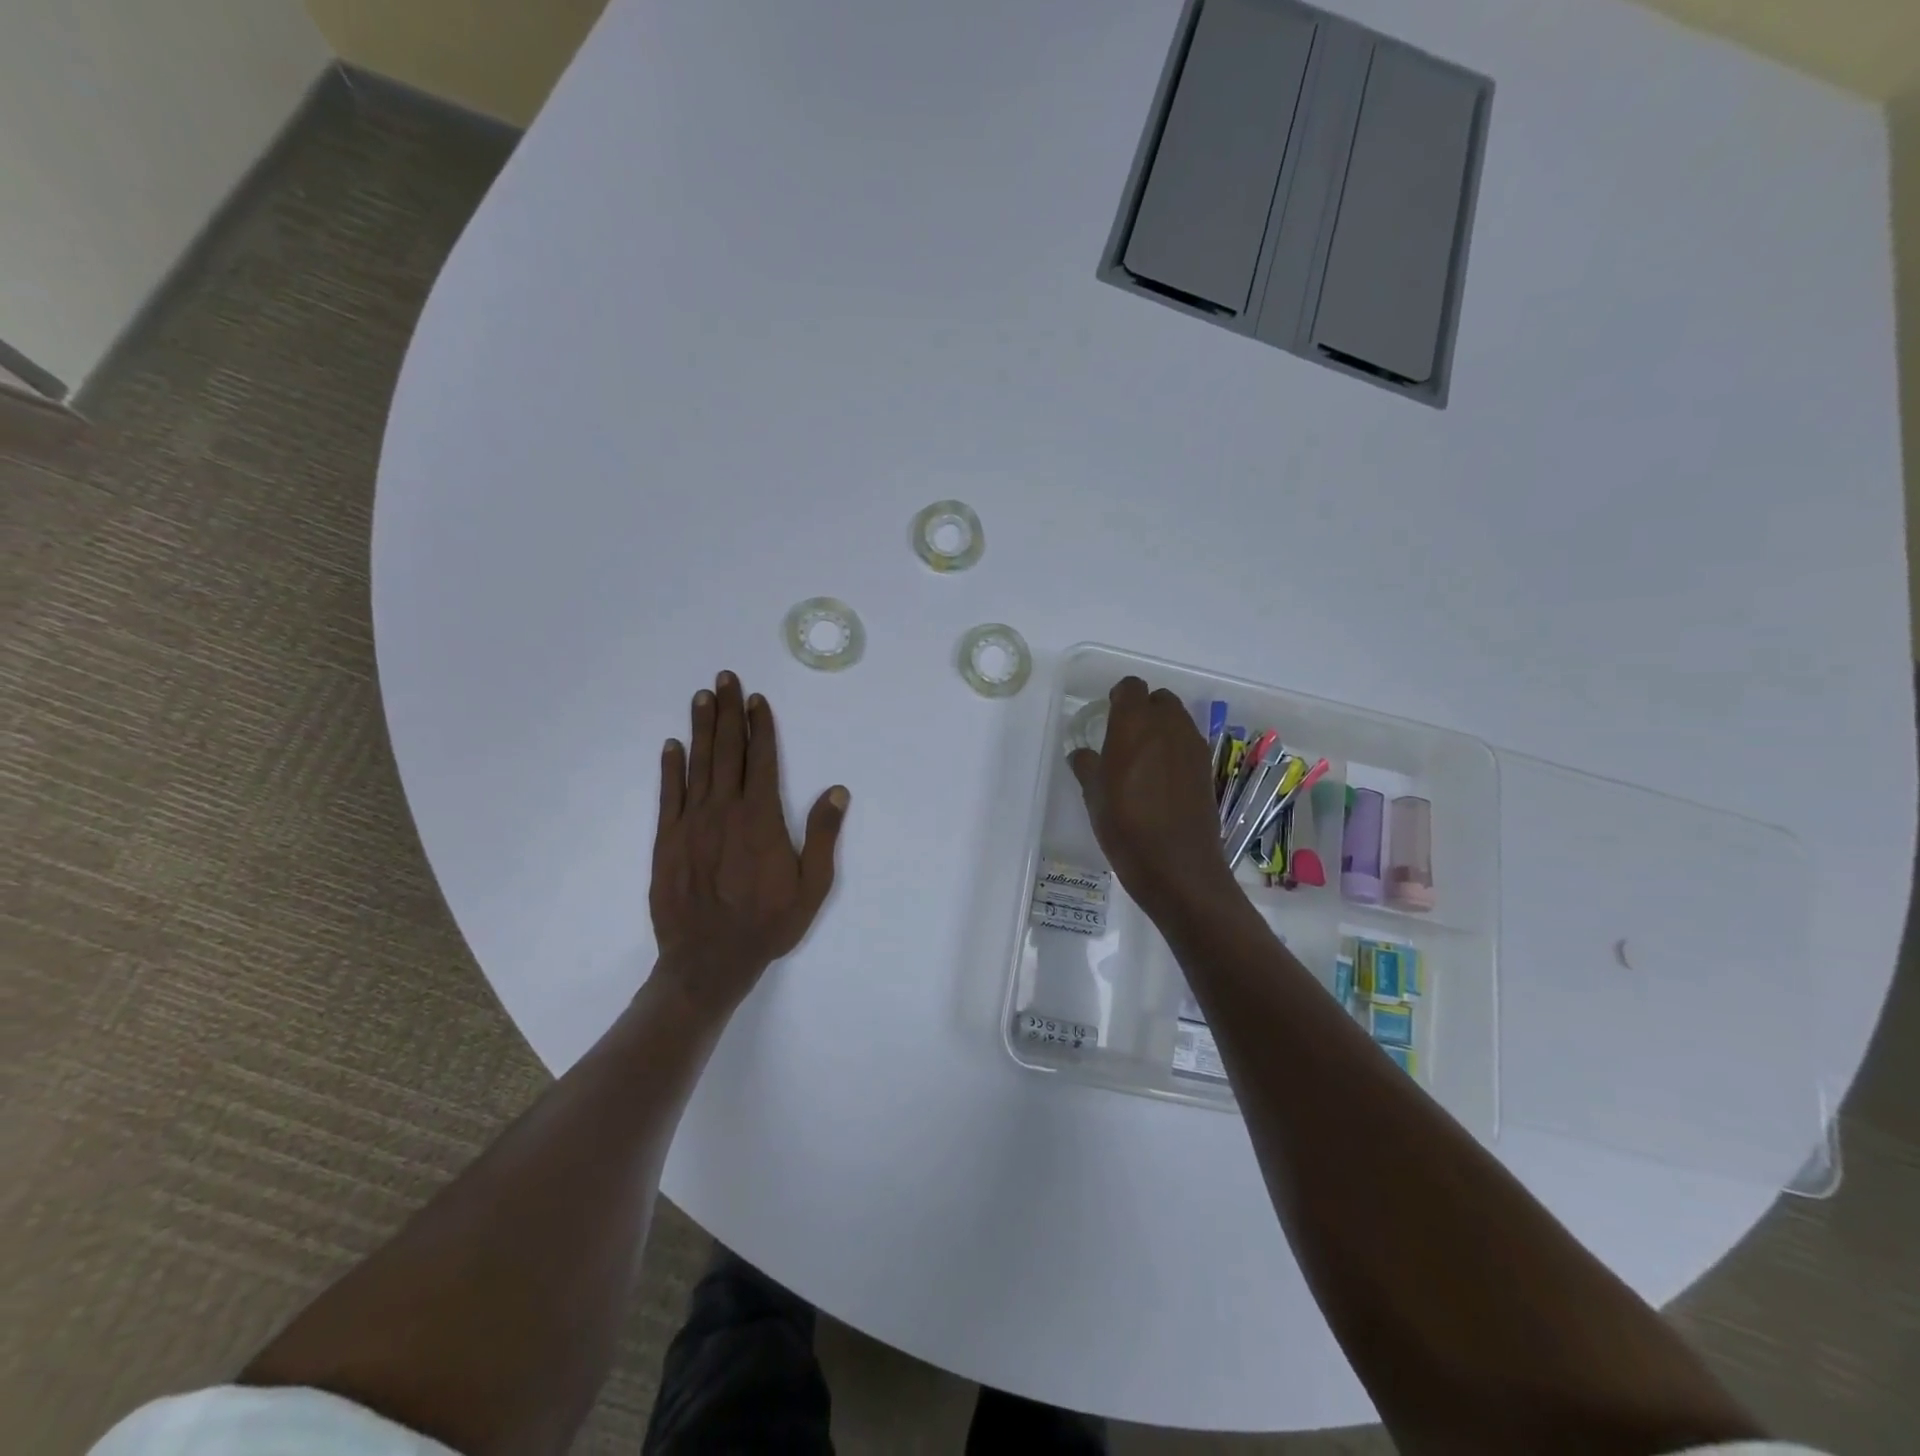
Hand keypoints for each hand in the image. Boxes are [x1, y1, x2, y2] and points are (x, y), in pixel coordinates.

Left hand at [649, 671, 848, 1017]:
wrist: (708, 961)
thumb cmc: (768, 924)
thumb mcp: (811, 886)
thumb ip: (822, 836)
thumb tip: (837, 791)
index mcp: (761, 819)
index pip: (762, 760)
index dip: (760, 727)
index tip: (757, 699)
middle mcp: (724, 811)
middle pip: (727, 751)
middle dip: (728, 712)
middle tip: (725, 678)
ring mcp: (691, 824)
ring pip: (698, 765)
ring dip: (701, 729)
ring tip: (702, 697)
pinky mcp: (667, 841)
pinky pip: (669, 795)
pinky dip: (670, 768)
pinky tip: (672, 745)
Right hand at [1068, 677, 1233, 915]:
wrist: (1177, 866)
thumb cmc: (1125, 826)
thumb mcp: (1093, 796)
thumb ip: (1087, 766)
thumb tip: (1083, 754)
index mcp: (1134, 724)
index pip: (1131, 688)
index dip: (1119, 698)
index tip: (1108, 716)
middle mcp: (1168, 726)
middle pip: (1159, 700)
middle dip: (1143, 710)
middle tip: (1125, 738)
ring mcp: (1193, 746)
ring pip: (1178, 720)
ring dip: (1161, 729)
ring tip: (1143, 760)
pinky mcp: (1207, 768)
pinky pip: (1189, 744)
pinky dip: (1175, 750)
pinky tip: (1162, 780)